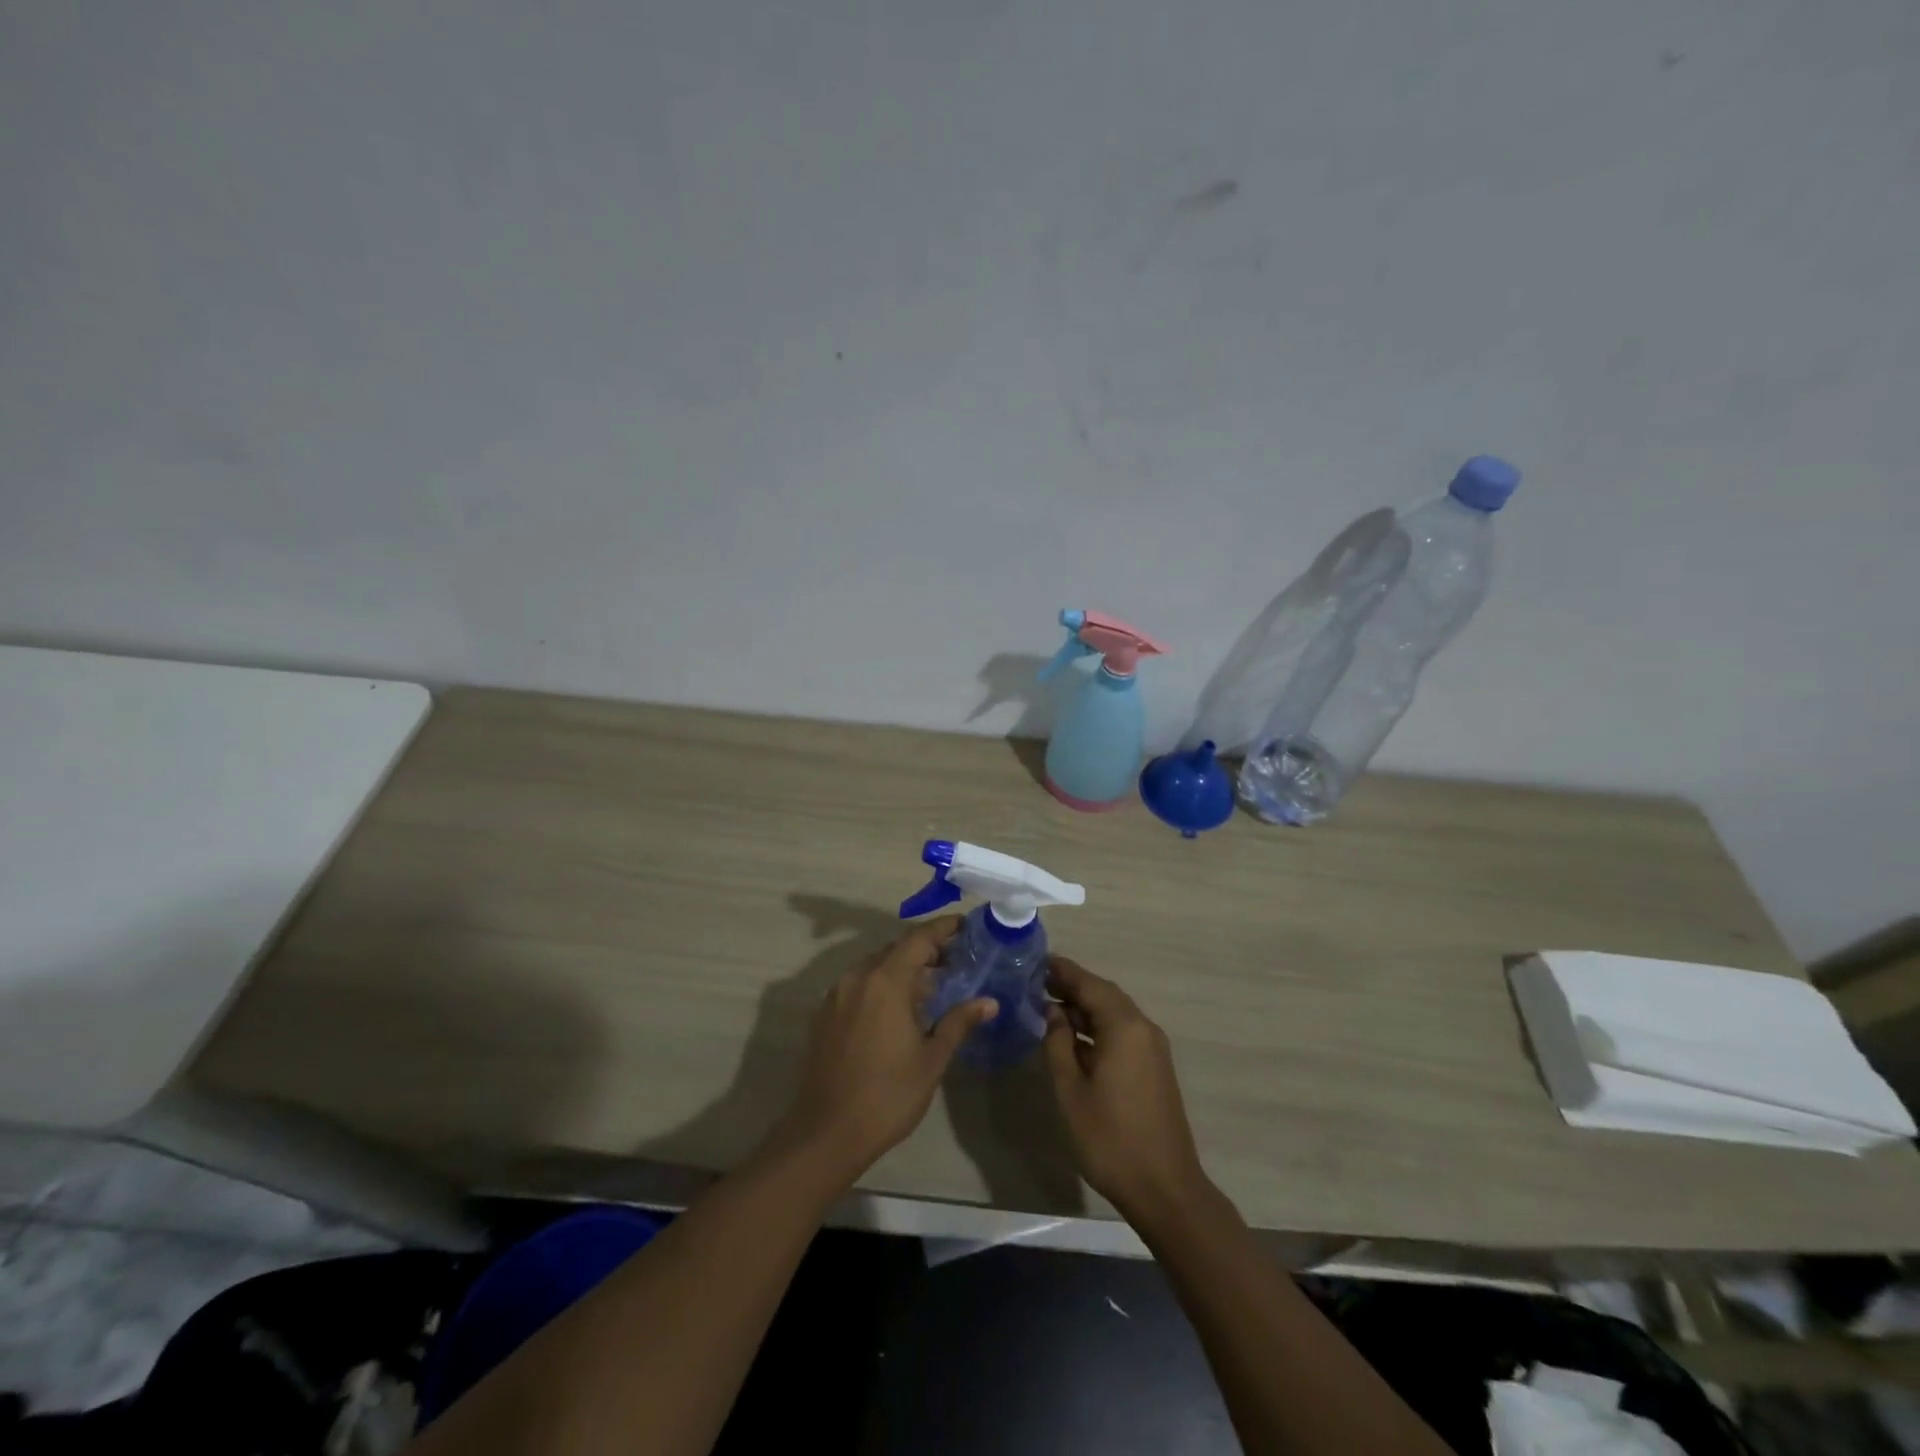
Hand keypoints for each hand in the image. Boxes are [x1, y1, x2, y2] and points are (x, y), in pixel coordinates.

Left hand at [770, 916, 996, 1187]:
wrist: (827, 1133)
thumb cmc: (888, 1096)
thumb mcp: (931, 1060)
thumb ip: (958, 1022)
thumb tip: (989, 1002)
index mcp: (885, 982)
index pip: (918, 939)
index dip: (943, 929)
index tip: (966, 926)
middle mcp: (857, 978)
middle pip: (896, 949)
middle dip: (925, 949)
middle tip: (955, 960)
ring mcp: (837, 995)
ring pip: (875, 966)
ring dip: (902, 968)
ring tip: (930, 985)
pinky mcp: (824, 1014)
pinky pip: (859, 984)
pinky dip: (881, 984)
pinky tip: (897, 1009)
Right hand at [1044, 956, 1210, 1226]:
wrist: (1165, 1188)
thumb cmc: (1110, 1139)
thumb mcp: (1071, 1090)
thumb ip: (1058, 1044)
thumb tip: (1053, 1012)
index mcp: (1124, 1027)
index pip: (1090, 984)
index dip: (1063, 971)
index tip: (1036, 962)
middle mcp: (1143, 1028)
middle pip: (1105, 995)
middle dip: (1072, 986)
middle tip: (1037, 983)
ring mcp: (1153, 1048)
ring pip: (1115, 1013)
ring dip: (1085, 1008)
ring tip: (1049, 1007)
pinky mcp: (1155, 1067)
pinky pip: (1123, 1032)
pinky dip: (1098, 1027)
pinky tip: (1074, 1039)